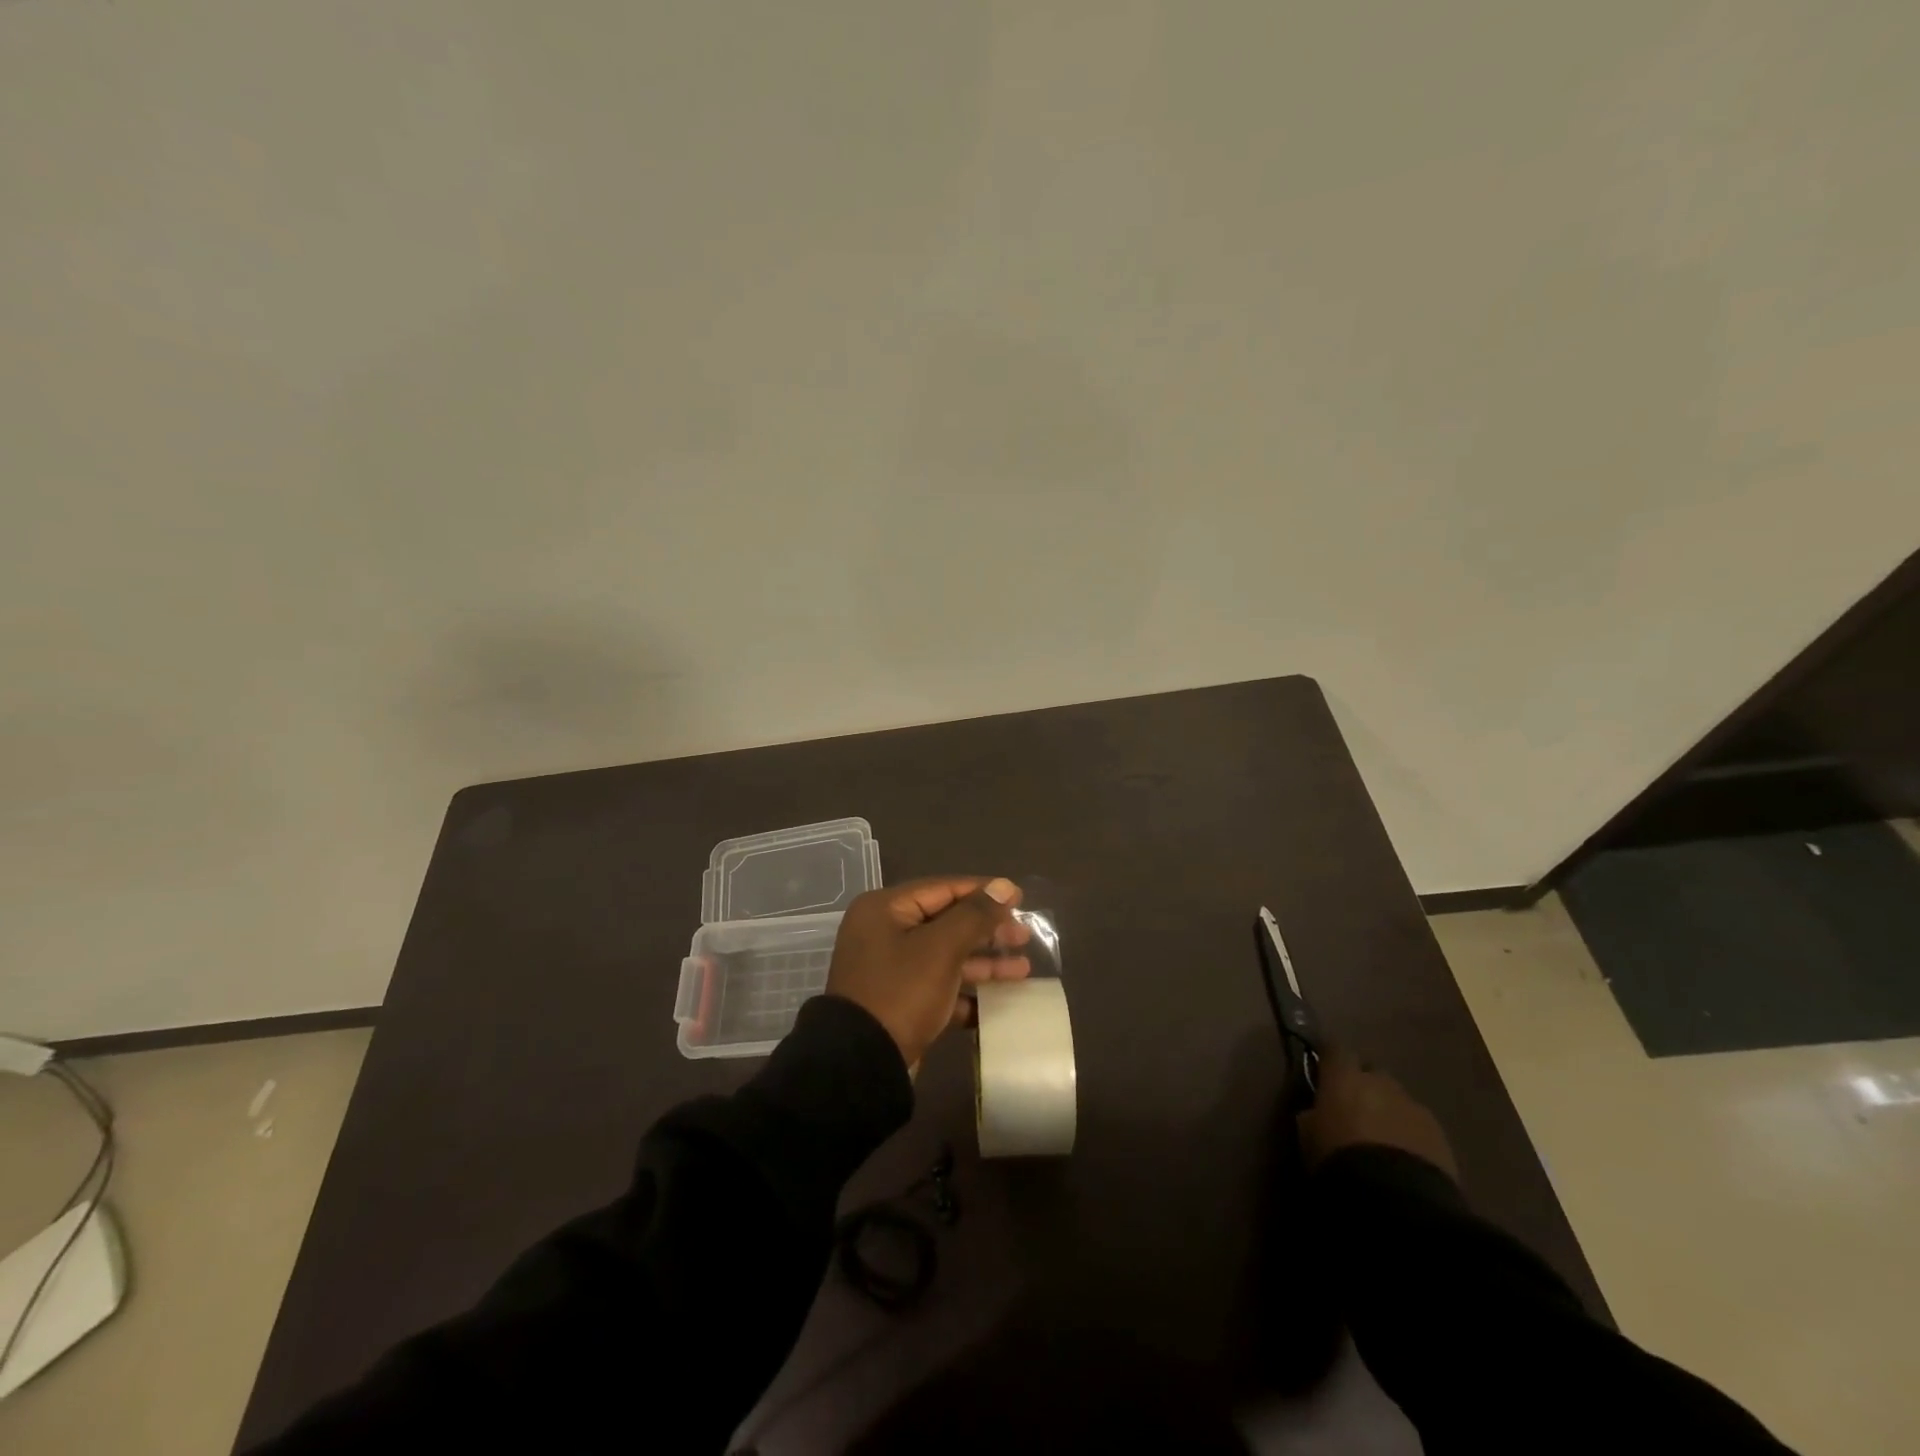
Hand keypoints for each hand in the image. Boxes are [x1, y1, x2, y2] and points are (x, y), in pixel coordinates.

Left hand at [826, 877, 1030, 1069]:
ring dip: (984, 962)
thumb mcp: (941, 948)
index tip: (1020, 898)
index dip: (983, 892)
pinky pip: (940, 986)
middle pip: (946, 922)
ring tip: (1023, 969)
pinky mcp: (899, 1002)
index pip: (943, 889)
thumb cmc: (901, 992)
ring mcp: (891, 970)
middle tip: (1024, 936)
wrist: (862, 1064)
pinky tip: (1001, 999)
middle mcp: (884, 933)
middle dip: (987, 930)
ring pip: (946, 956)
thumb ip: (975, 915)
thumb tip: (1003, 885)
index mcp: (885, 909)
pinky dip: (967, 991)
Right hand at [1298, 1046, 1457, 1179]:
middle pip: (1371, 1073)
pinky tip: (1405, 1158)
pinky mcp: (1440, 1135)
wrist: (1395, 1199)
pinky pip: (1419, 1125)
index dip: (1330, 1060)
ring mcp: (1413, 1106)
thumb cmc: (1338, 1158)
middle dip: (1364, 1086)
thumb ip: (1312, 1114)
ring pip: (1397, 1099)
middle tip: (1354, 1111)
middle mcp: (1380, 1082)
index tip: (1324, 1072)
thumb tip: (1315, 1109)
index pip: (1335, 1049)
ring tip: (1383, 1140)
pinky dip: (1411, 1134)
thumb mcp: (1307, 1135)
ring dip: (1389, 1111)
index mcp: (1344, 1077)